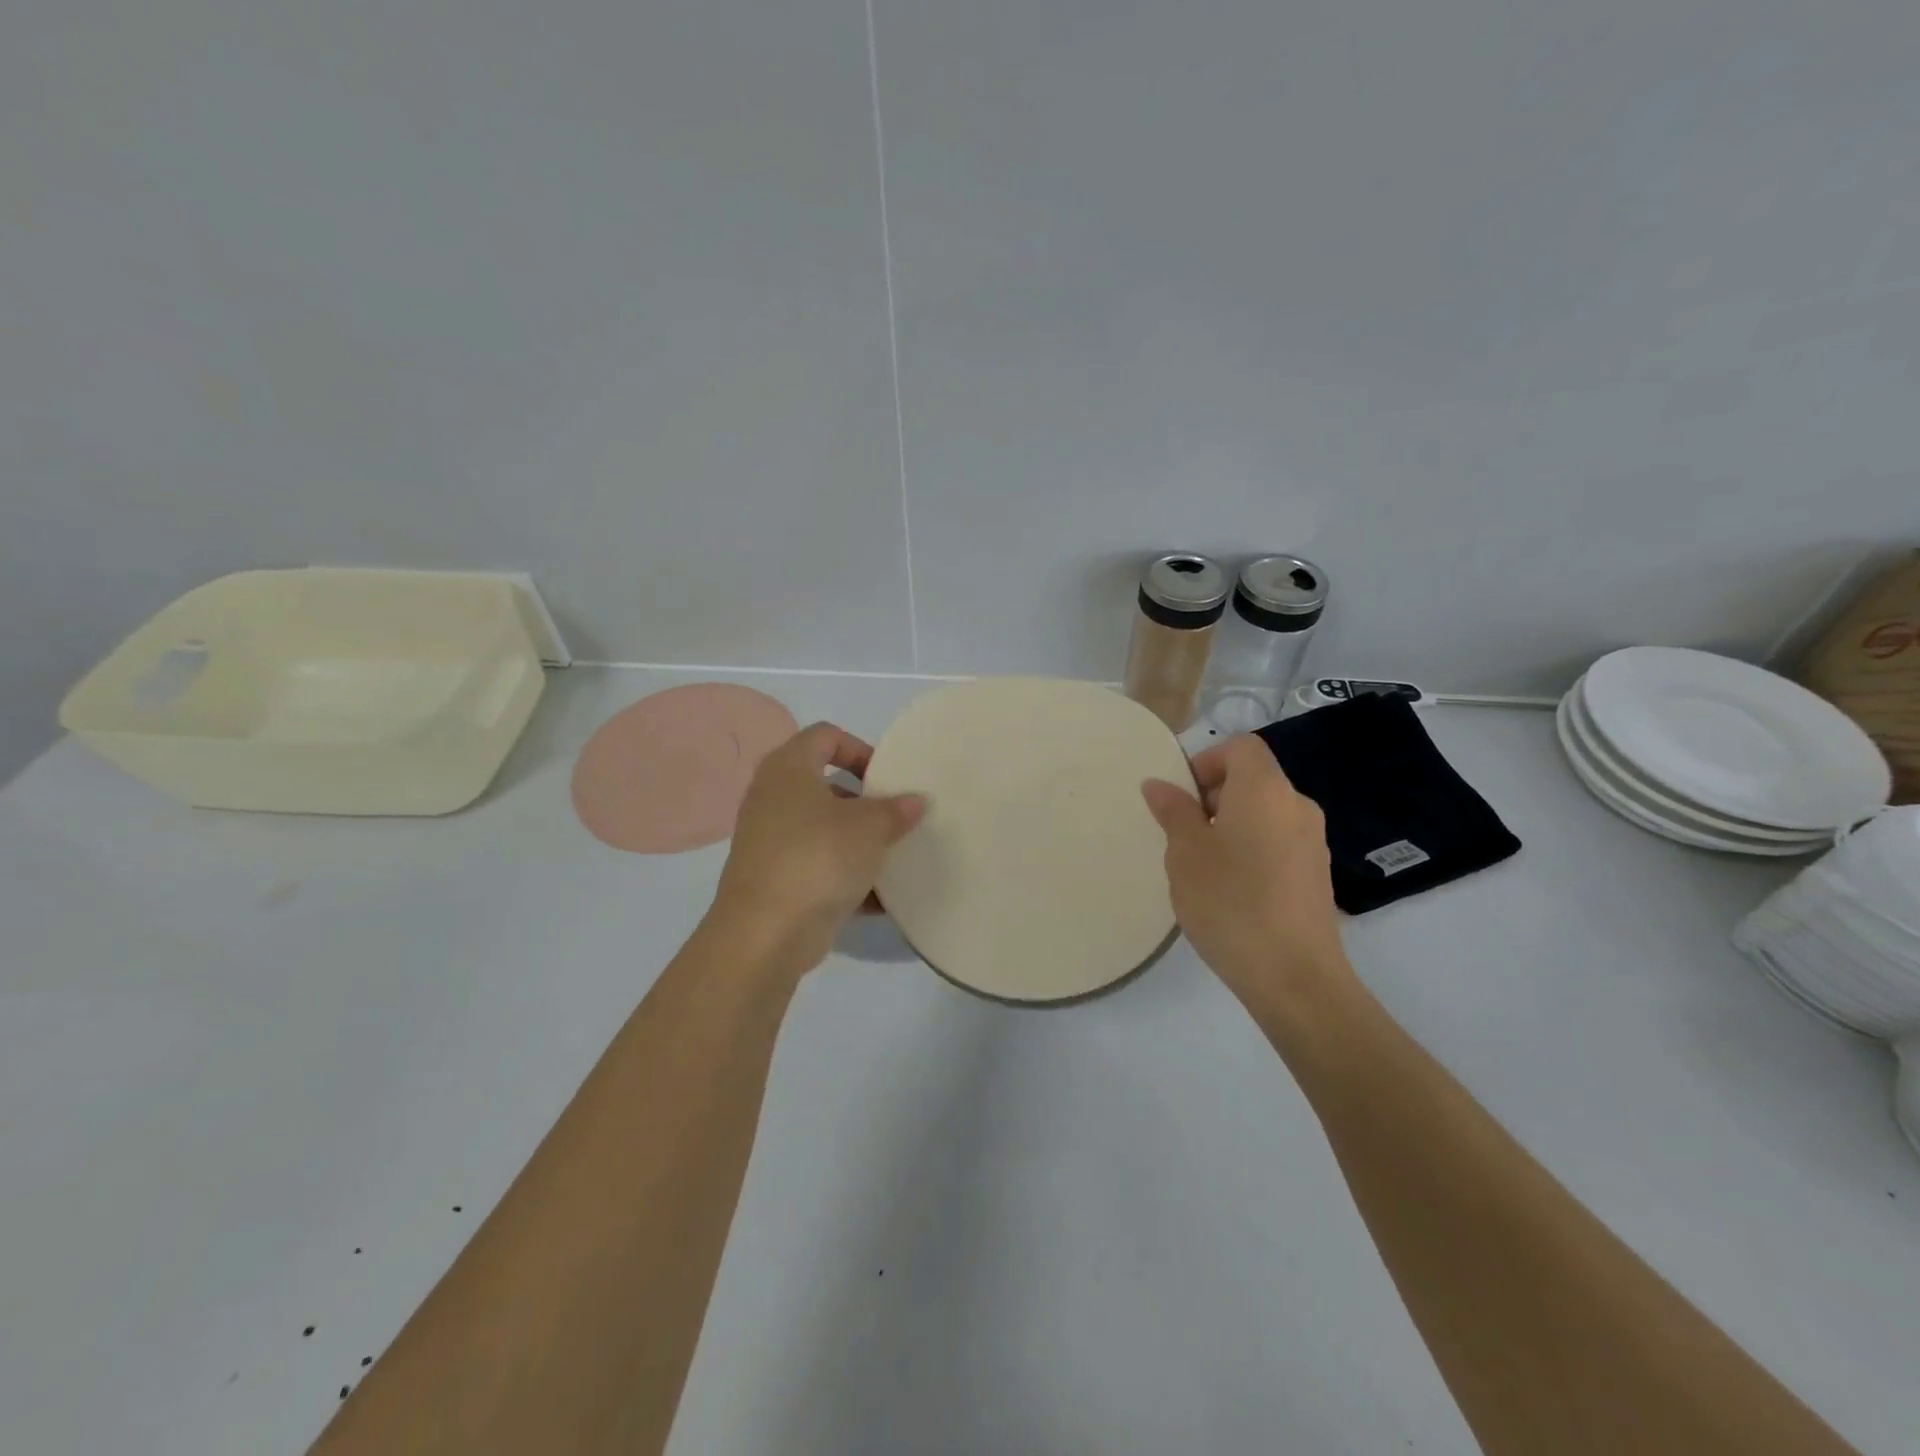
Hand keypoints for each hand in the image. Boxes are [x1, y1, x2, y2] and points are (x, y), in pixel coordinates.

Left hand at [707, 722, 925, 976]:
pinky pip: (817, 866)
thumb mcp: (869, 829)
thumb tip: (916, 801)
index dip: (859, 749)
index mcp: (788, 769)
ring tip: (893, 856)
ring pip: (822, 829)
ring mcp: (769, 840)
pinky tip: (880, 898)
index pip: (825, 736)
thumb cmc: (818, 858)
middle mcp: (772, 798)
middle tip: (895, 816)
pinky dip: (845, 877)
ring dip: (857, 841)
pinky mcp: (774, 879)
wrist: (765, 933)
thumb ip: (896, 810)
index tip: (888, 777)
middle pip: (824, 784)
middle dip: (864, 801)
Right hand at [1141, 735, 1352, 1010]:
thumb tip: (1159, 784)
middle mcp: (1297, 806)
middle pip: (1253, 779)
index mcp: (1266, 790)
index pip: (1241, 747)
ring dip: (1231, 825)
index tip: (1181, 798)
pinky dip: (1252, 849)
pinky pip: (1278, 842)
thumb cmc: (1230, 902)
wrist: (1294, 976)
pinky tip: (1231, 891)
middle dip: (1213, 796)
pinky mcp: (1317, 875)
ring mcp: (1313, 842)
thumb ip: (1173, 812)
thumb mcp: (1186, 854)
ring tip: (1203, 866)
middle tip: (1183, 834)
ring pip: (1265, 813)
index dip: (1206, 761)